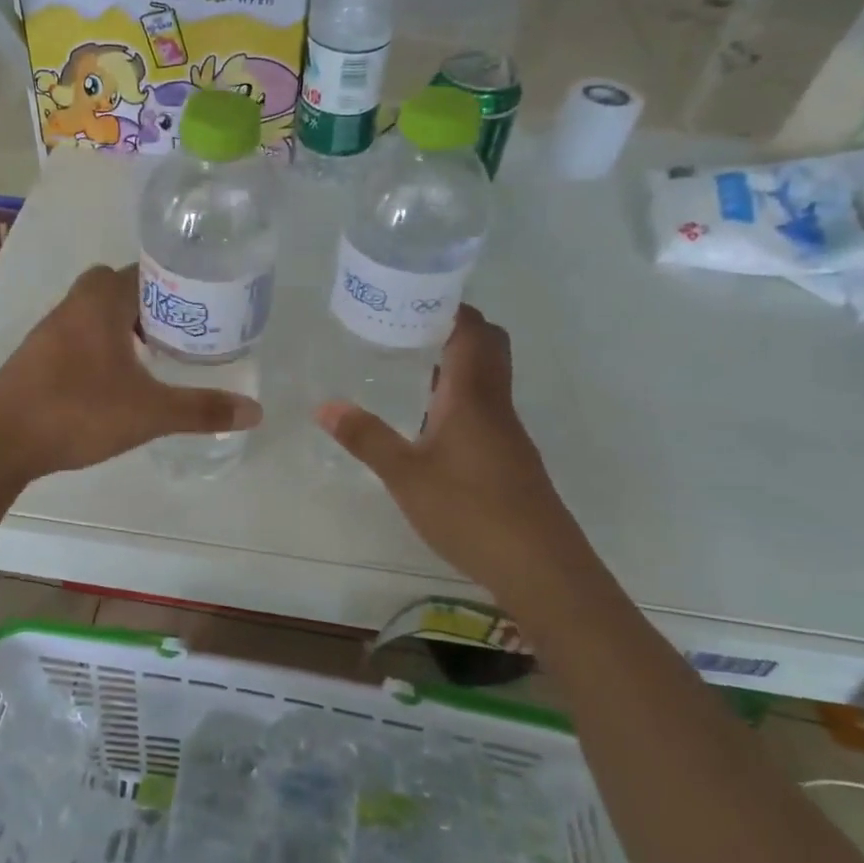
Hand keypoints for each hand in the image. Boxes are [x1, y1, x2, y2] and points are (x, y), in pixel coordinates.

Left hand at [0, 265, 260, 480]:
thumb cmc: (77, 411)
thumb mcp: (149, 413)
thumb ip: (201, 410)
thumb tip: (256, 411)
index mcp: (101, 301)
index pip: (146, 271)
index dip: (176, 282)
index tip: (202, 303)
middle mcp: (73, 304)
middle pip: (119, 287)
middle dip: (150, 304)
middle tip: (181, 330)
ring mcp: (50, 330)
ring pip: (96, 312)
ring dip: (124, 325)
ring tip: (156, 355)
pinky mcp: (37, 356)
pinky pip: (79, 335)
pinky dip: (102, 345)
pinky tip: (116, 379)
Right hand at [316, 306, 586, 593]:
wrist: (540, 567)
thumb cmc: (471, 511)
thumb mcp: (406, 476)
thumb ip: (366, 438)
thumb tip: (323, 404)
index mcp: (472, 395)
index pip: (471, 330)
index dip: (448, 306)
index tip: (412, 296)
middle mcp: (495, 403)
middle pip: (488, 345)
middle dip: (453, 328)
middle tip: (406, 328)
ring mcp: (506, 431)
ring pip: (487, 377)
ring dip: (455, 362)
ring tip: (407, 364)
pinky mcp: (509, 456)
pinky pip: (485, 406)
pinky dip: (459, 394)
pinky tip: (428, 419)